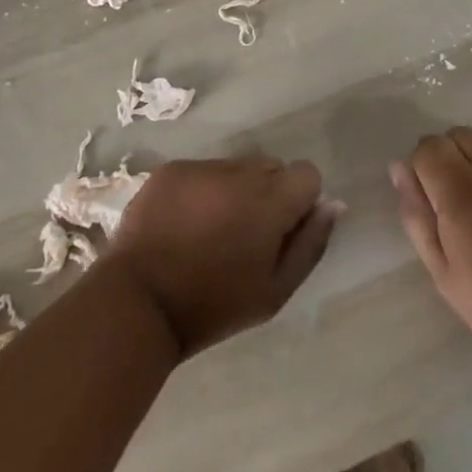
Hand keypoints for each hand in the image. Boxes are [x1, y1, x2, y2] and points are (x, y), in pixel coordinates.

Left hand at [107, 156, 343, 358]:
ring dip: (235, 191)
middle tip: (245, 236)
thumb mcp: (274, 291)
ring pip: (236, 168)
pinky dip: (202, 191)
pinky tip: (184, 225)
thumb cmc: (214, 306)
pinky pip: (202, 171)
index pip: (307, 174)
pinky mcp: (172, 169)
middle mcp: (240, 171)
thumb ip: (311, 244)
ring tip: (211, 232)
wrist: (139, 301)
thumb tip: (333, 204)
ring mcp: (203, 166)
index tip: (281, 232)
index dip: (300, 202)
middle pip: (271, 167)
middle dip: (268, 194)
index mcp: (271, 199)